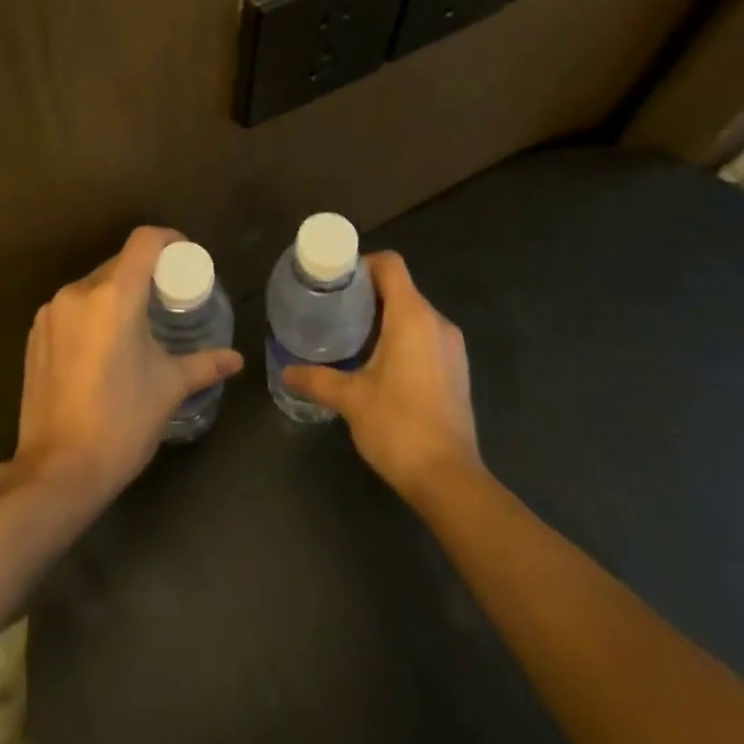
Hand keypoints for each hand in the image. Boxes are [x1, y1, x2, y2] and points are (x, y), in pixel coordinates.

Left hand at [8, 226, 243, 511]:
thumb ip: (204, 364)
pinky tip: (104, 345)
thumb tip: (236, 360)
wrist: (56, 472)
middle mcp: (78, 293)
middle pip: (119, 262)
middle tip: (168, 296)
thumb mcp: (169, 388)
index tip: (186, 257)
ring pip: (93, 285)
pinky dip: (92, 313)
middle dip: (146, 272)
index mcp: (114, 296)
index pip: (144, 241)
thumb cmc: (121, 423)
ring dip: (117, 293)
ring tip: (137, 322)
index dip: (169, 239)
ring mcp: (51, 313)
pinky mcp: (35, 335)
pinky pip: (71, 307)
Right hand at [282, 251, 480, 502]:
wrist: (449, 479)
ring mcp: (452, 346)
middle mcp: (437, 322)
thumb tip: (286, 371)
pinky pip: (426, 336)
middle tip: (335, 310)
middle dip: (368, 294)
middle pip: (401, 287)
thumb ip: (317, 379)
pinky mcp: (457, 369)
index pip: (390, 264)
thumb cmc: (398, 426)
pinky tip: (380, 364)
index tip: (337, 282)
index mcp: (412, 316)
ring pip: (415, 313)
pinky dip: (403, 337)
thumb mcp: (350, 399)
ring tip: (353, 336)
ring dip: (386, 317)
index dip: (363, 264)